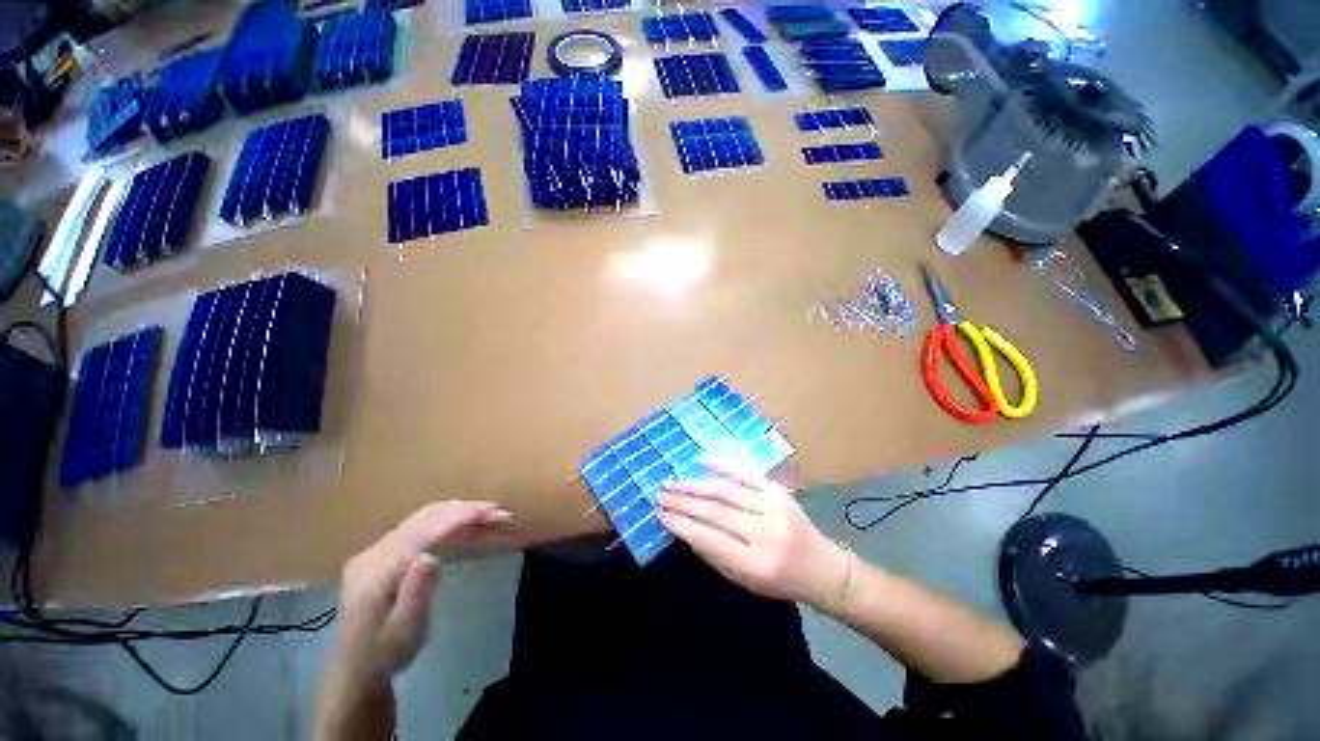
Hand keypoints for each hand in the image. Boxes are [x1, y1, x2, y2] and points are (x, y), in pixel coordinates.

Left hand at [332, 500, 511, 682]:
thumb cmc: (387, 653)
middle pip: (425, 517)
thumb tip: (429, 556)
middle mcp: (374, 552)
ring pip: (423, 518)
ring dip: (457, 512)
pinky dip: (445, 521)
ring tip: (488, 514)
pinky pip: (418, 526)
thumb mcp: (404, 631)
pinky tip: (463, 525)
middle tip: (499, 512)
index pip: (426, 529)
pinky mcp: (382, 554)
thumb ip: (415, 592)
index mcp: (378, 568)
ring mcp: (375, 551)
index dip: (463, 516)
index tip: (496, 513)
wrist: (357, 670)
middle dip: (465, 509)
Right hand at [656, 459, 848, 608]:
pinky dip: (722, 464)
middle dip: (683, 502)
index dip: (681, 524)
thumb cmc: (780, 582)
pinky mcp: (779, 491)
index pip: (708, 539)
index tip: (660, 513)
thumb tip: (684, 528)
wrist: (823, 568)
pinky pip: (747, 472)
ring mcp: (774, 507)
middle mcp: (765, 533)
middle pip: (715, 512)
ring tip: (673, 482)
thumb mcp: (745, 582)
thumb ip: (714, 556)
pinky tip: (701, 461)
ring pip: (726, 490)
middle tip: (660, 494)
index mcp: (755, 564)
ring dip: (695, 484)